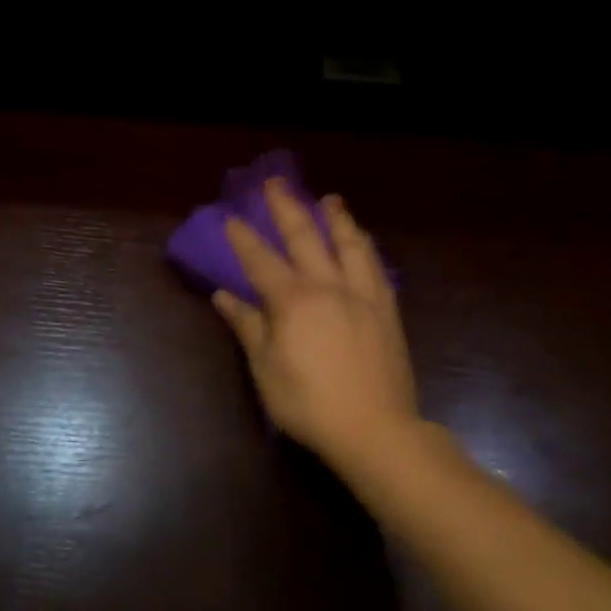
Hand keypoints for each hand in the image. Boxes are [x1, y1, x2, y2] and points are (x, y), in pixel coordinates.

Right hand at [214, 181, 421, 479]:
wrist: (375, 429)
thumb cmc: (309, 403)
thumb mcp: (266, 368)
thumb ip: (248, 326)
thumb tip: (224, 296)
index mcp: (293, 301)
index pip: (261, 260)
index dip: (243, 238)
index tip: (231, 216)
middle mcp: (328, 286)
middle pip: (305, 237)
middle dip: (287, 207)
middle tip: (277, 182)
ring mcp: (362, 295)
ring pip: (349, 244)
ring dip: (336, 218)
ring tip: (330, 199)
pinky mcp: (386, 310)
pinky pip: (375, 267)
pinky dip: (365, 247)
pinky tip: (362, 241)